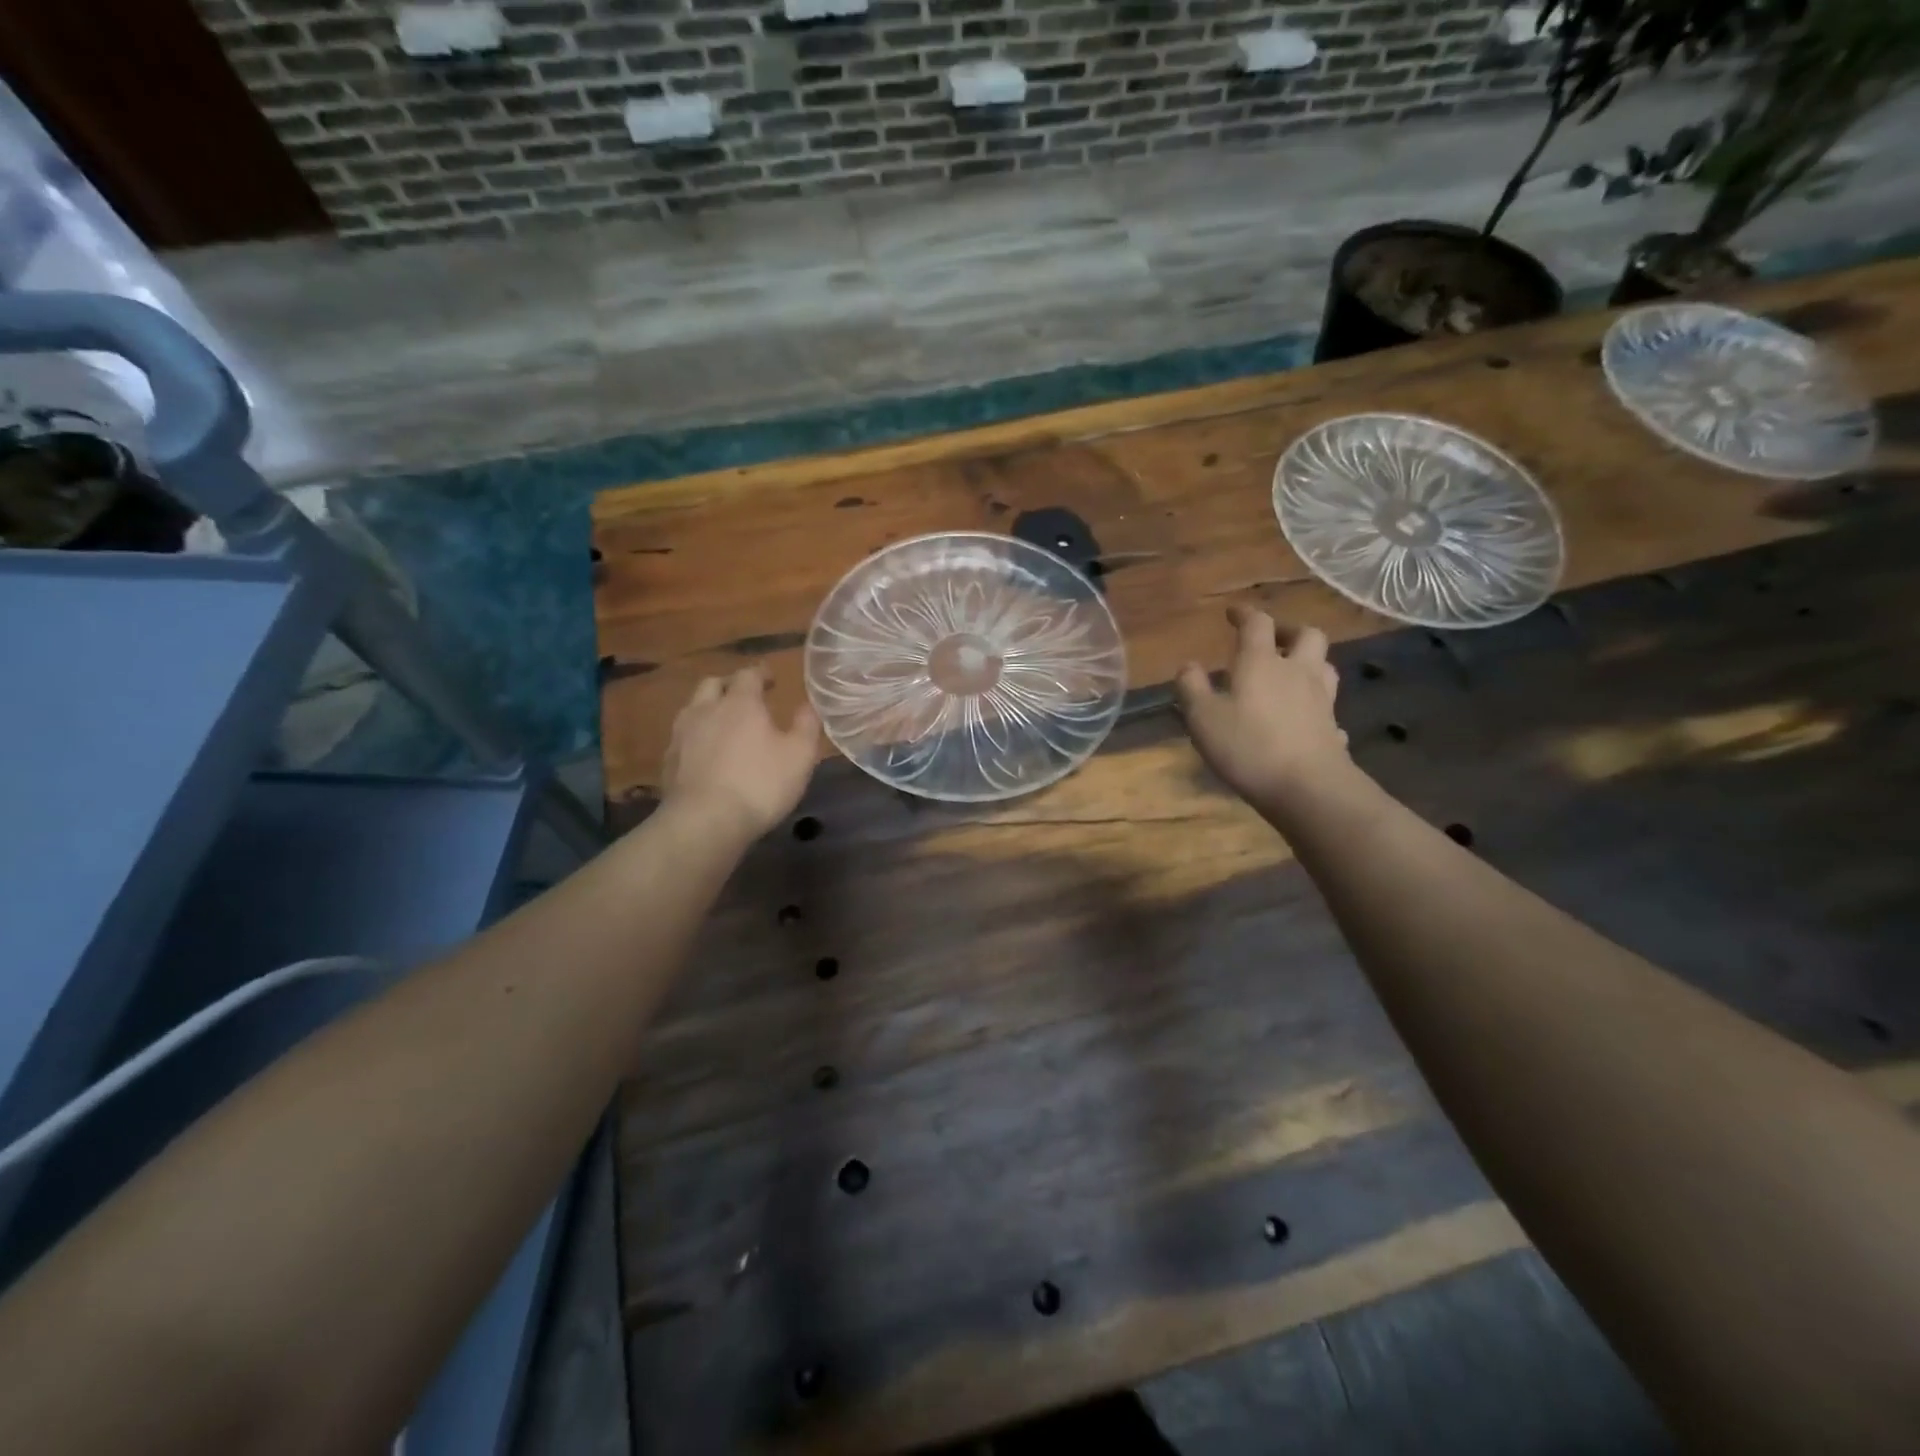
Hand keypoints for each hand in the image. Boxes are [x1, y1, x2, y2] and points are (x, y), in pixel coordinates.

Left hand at [661, 667, 820, 839]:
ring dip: (709, 709)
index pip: (748, 675)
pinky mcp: (669, 761)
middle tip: (745, 697)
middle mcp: (706, 710)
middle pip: (712, 684)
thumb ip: (806, 725)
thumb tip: (808, 705)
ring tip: (723, 724)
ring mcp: (682, 735)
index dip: (761, 673)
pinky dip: (696, 737)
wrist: (704, 822)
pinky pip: (683, 737)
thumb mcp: (800, 756)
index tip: (771, 678)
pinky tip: (706, 754)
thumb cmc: (760, 784)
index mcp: (739, 703)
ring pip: (692, 708)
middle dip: (729, 685)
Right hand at [1176, 605, 1348, 807]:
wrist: (1307, 787)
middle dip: (1289, 631)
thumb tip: (1188, 665)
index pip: (1258, 624)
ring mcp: (1322, 700)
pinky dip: (1317, 704)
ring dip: (1309, 662)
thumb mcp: (1202, 717)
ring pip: (1325, 666)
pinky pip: (1328, 706)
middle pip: (1307, 635)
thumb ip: (1192, 687)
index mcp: (1262, 663)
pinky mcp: (1334, 727)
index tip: (1233, 613)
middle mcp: (1297, 672)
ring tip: (1291, 673)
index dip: (1245, 614)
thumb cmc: (1247, 746)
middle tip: (1273, 640)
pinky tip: (1306, 717)